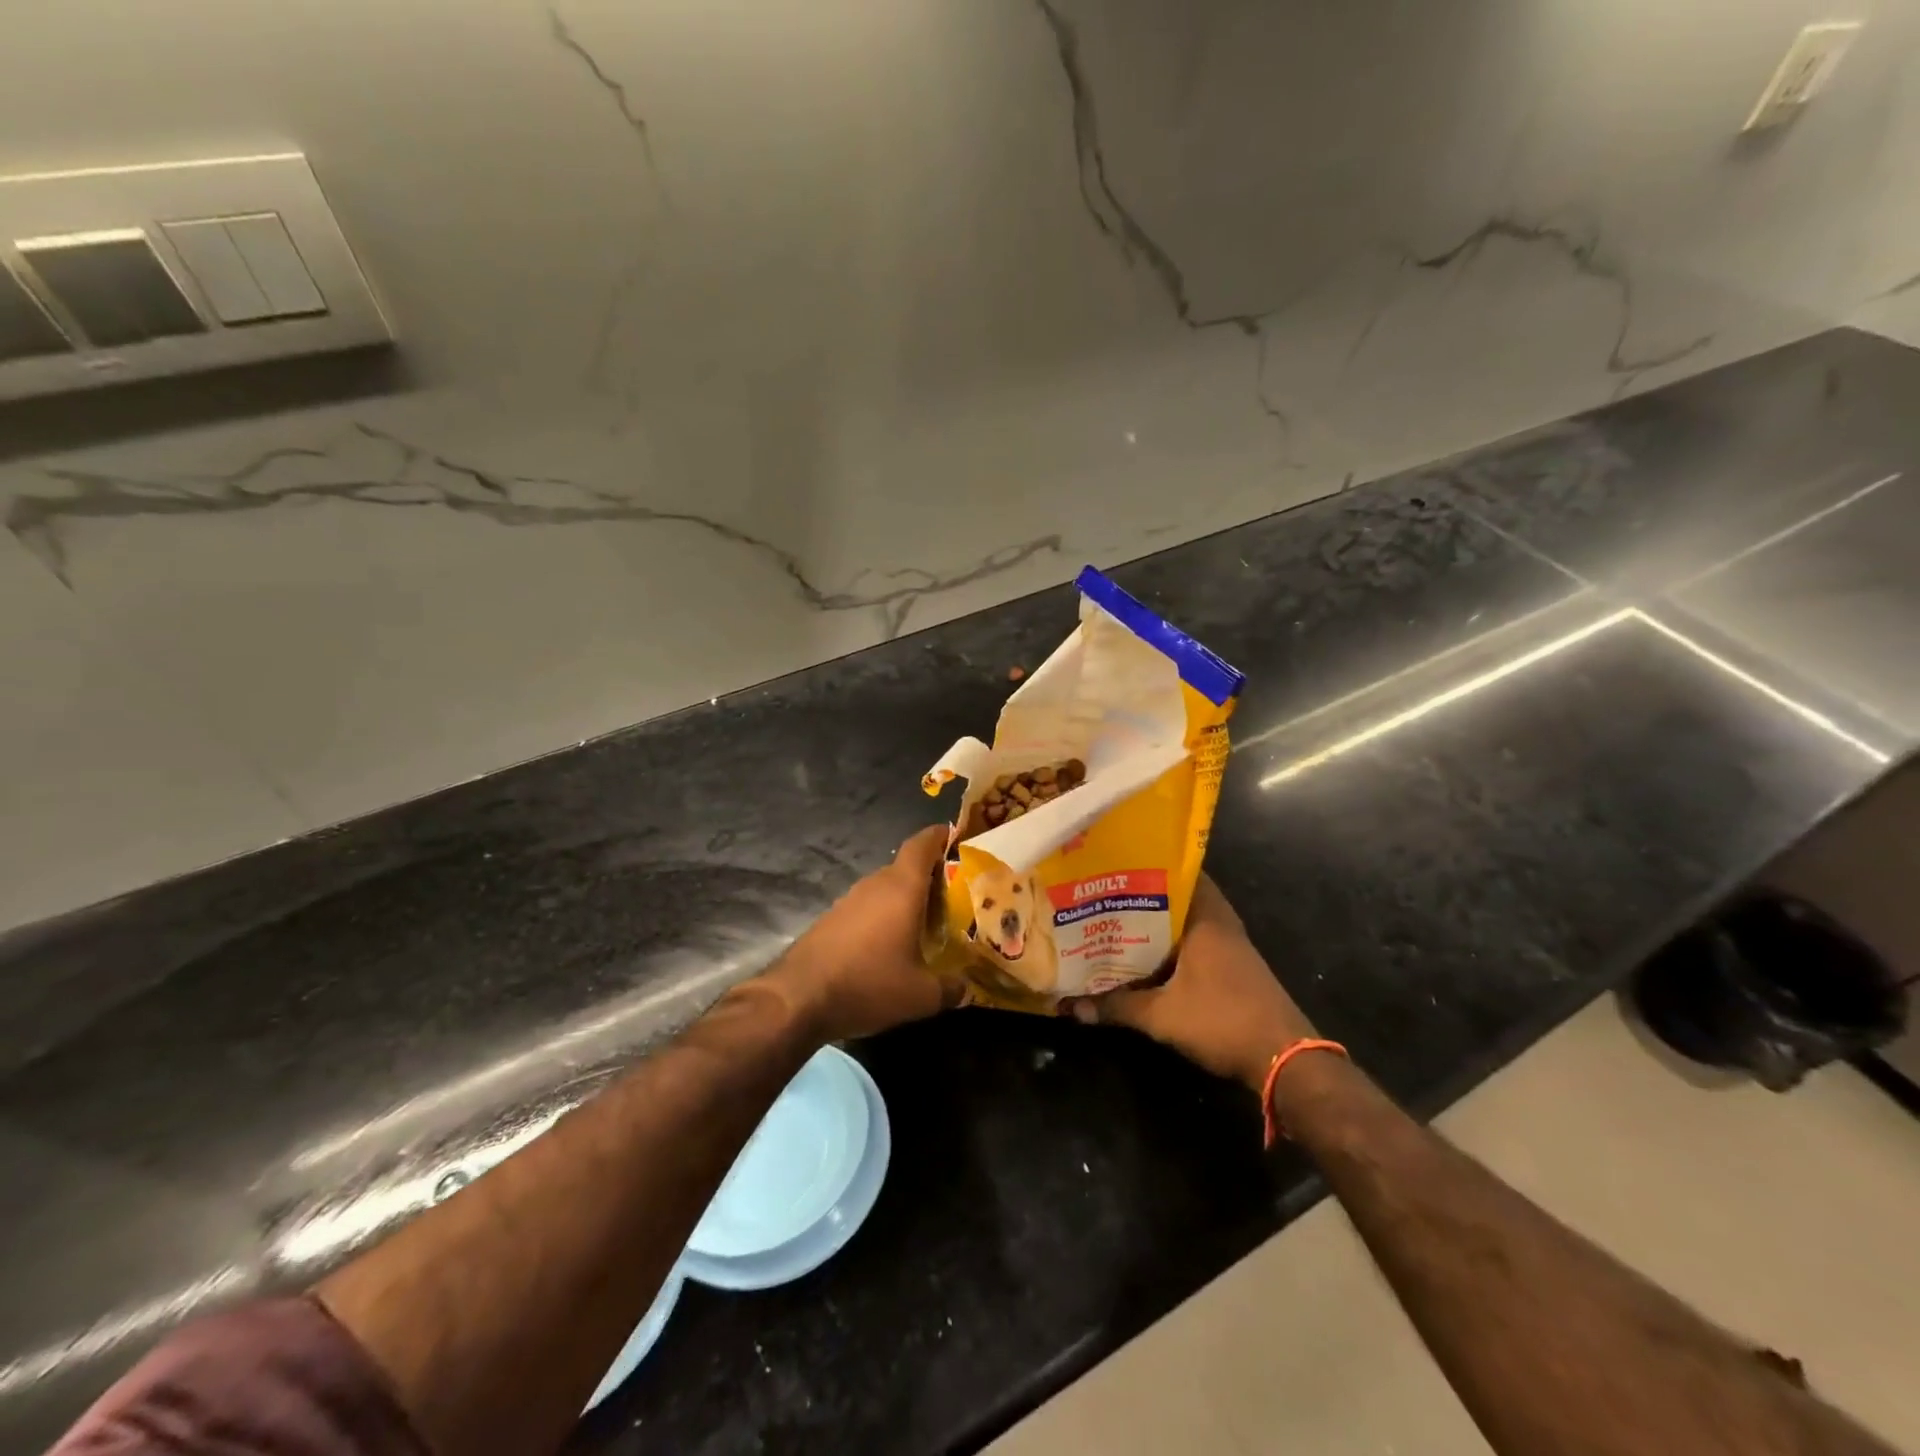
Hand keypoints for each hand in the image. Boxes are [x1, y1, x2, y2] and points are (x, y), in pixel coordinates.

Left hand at [764, 825, 955, 1042]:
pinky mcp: (831, 919)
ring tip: (926, 924)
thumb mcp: (919, 995)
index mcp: (902, 888)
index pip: (922, 844)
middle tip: (954, 898)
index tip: (956, 838)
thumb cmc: (867, 984)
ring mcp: (849, 900)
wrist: (798, 999)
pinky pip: (867, 908)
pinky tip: (889, 945)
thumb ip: (949, 988)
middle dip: (930, 878)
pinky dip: (883, 917)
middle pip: (906, 868)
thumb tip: (964, 988)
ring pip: (885, 889)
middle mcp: (875, 885)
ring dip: (905, 900)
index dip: (940, 836)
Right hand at [1068, 874, 1314, 1090]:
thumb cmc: (1223, 1021)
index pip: (1176, 873)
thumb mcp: (1162, 1016)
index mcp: (1205, 919)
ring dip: (1156, 921)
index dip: (1144, 866)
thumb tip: (1072, 1007)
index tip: (1113, 863)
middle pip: (1177, 897)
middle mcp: (1219, 923)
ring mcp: (1229, 944)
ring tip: (1114, 919)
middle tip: (1104, 892)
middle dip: (1143, 895)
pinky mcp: (1232, 965)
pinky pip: (1194, 940)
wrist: (1284, 1059)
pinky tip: (1143, 953)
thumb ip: (1117, 1006)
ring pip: (1185, 920)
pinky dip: (1170, 942)